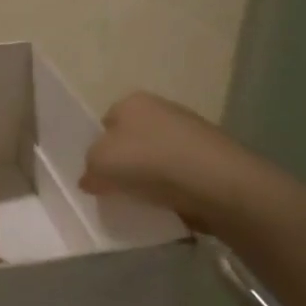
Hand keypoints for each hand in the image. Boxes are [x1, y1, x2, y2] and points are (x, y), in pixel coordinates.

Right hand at [80, 92, 265, 232]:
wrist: (217, 183)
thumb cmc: (148, 163)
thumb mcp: (98, 164)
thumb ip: (88, 170)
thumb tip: (92, 179)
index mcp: (131, 102)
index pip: (105, 124)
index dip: (98, 149)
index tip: (98, 174)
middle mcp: (162, 108)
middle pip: (132, 139)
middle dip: (125, 163)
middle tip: (118, 188)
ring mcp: (192, 130)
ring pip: (157, 157)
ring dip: (150, 176)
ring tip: (145, 200)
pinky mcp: (213, 156)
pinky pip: (181, 173)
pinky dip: (174, 187)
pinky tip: (170, 203)